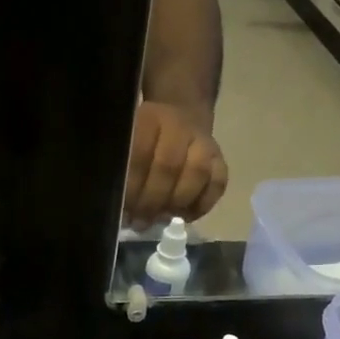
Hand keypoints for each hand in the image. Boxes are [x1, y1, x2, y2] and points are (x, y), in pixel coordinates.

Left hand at [125, 101, 226, 224]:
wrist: (180, 116)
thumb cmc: (142, 141)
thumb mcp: (125, 146)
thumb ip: (120, 172)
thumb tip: (119, 208)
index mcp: (149, 120)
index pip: (139, 155)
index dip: (132, 188)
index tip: (124, 211)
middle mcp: (178, 126)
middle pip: (168, 167)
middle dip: (152, 201)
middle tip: (141, 222)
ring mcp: (203, 141)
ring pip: (197, 173)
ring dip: (178, 202)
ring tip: (162, 218)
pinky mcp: (219, 158)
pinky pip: (218, 183)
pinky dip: (202, 205)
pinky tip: (185, 216)